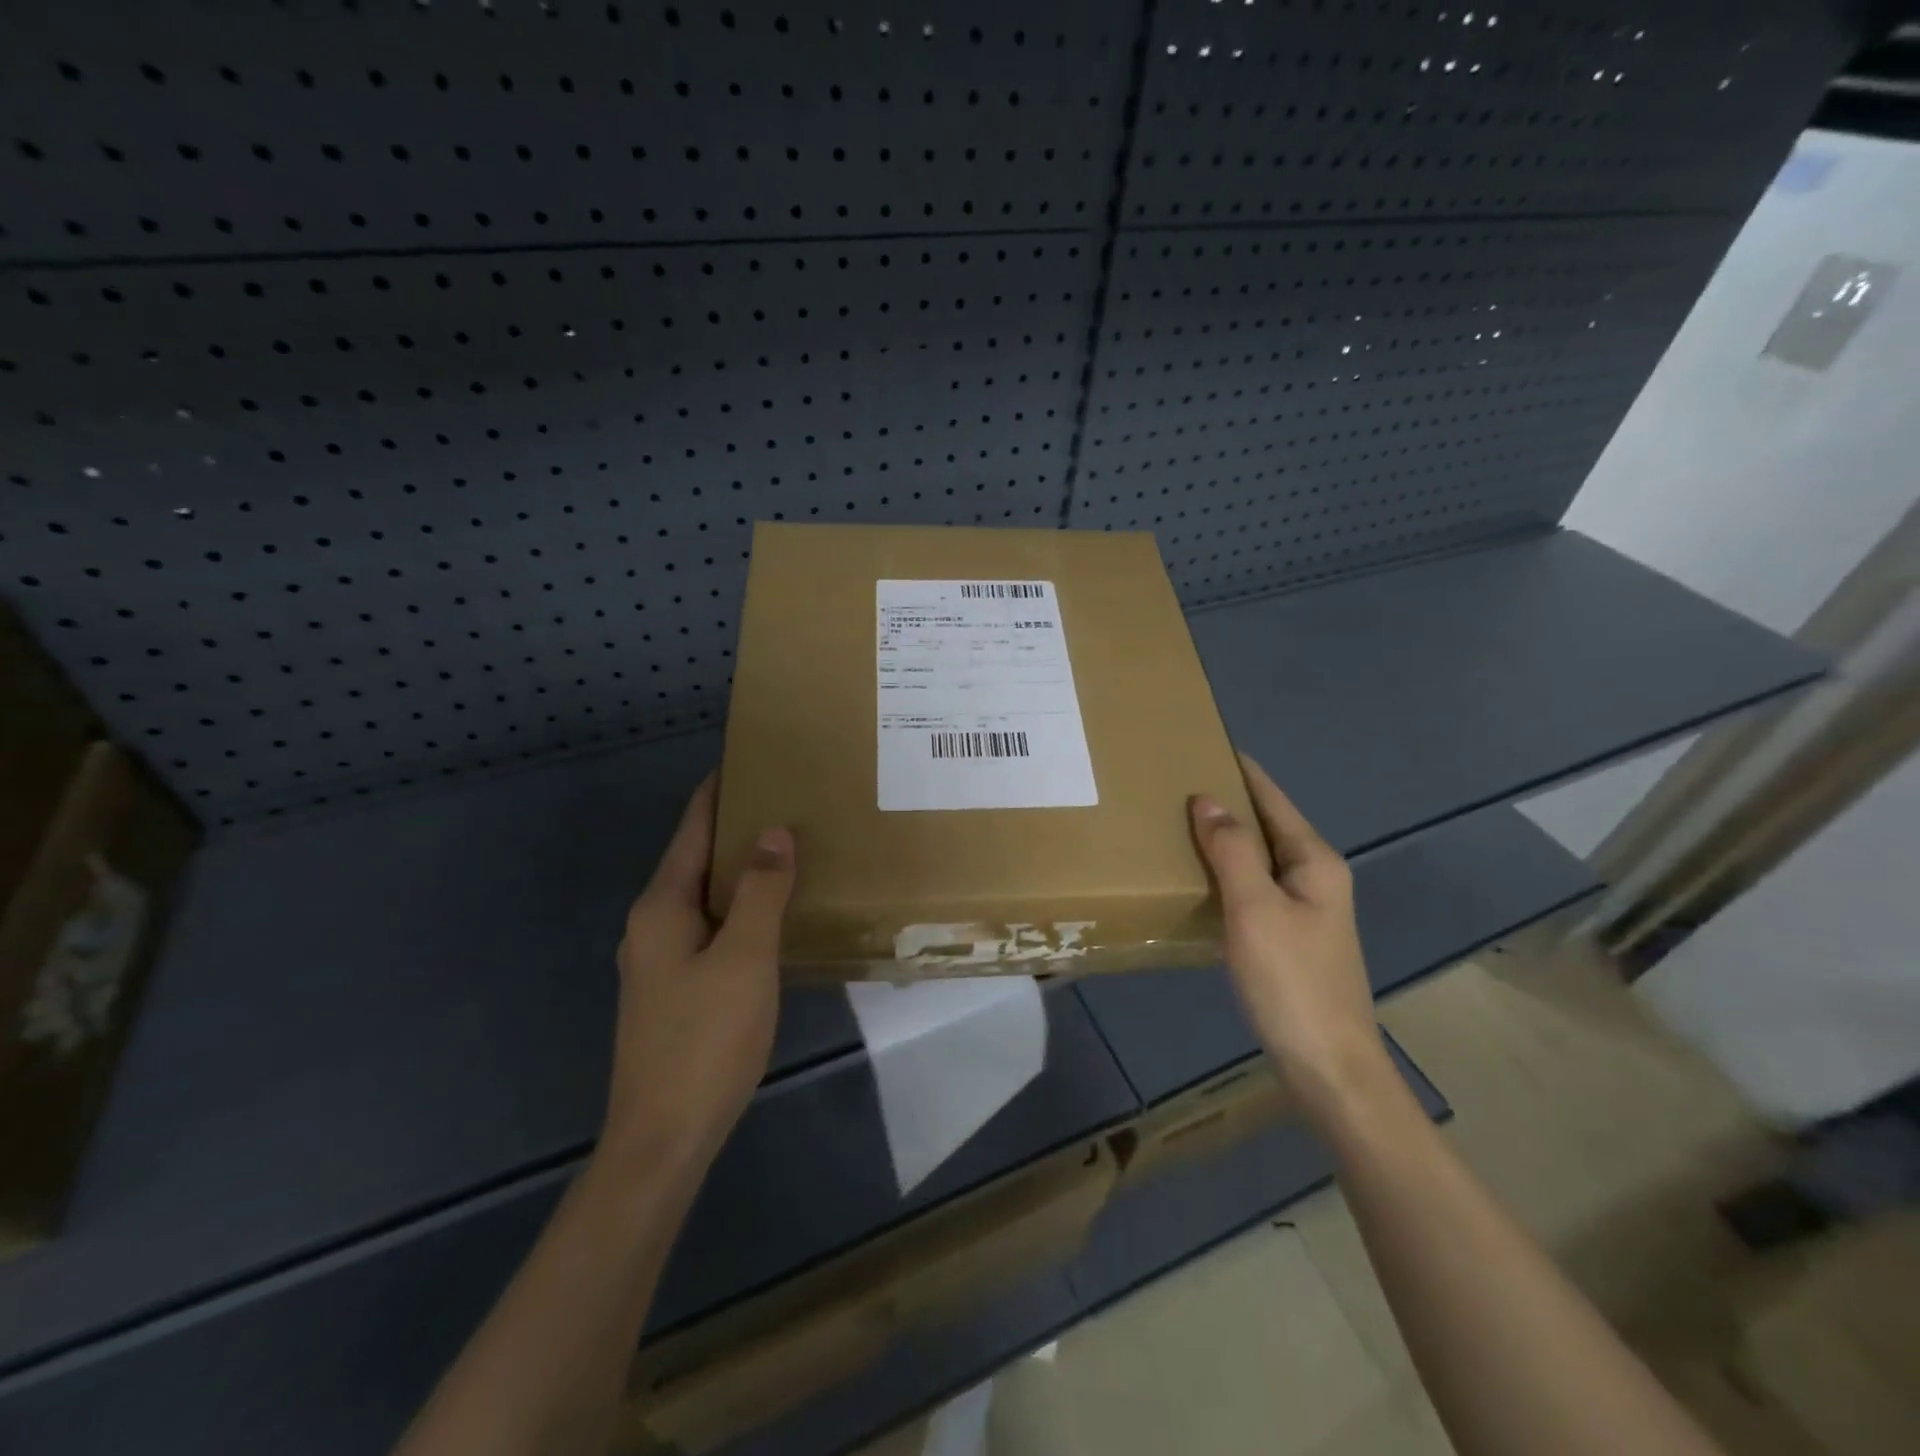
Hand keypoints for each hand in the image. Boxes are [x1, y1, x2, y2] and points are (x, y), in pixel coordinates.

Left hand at [604, 774, 794, 1177]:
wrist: (664, 1138)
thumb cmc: (705, 1039)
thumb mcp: (745, 958)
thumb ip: (762, 891)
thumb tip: (774, 832)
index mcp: (663, 906)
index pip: (693, 829)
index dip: (719, 792)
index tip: (752, 760)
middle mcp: (654, 924)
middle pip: (698, 859)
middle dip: (739, 829)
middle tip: (791, 803)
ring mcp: (661, 959)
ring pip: (707, 897)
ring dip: (743, 871)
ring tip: (791, 850)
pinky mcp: (676, 989)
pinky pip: (712, 928)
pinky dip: (742, 909)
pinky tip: (774, 916)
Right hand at [1189, 754, 1391, 1123]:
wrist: (1328, 1067)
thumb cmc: (1292, 981)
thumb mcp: (1256, 908)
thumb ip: (1232, 851)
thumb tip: (1207, 799)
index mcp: (1314, 861)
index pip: (1273, 799)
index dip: (1242, 770)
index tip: (1206, 743)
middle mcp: (1314, 877)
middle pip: (1267, 825)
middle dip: (1228, 801)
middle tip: (1176, 782)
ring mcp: (1304, 910)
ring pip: (1258, 858)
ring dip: (1224, 838)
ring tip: (1177, 822)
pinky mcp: (1289, 938)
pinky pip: (1253, 887)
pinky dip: (1226, 872)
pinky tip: (1198, 877)